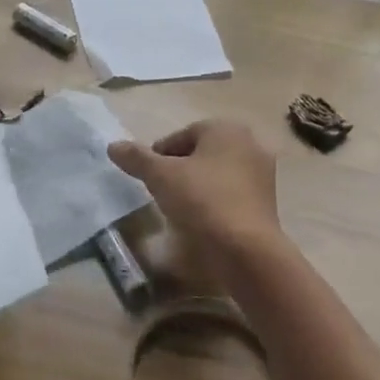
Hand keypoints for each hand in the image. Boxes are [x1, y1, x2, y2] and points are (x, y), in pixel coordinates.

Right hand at [109, 119, 282, 267]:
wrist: (244, 250)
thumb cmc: (202, 200)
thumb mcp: (160, 176)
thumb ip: (137, 158)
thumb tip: (113, 146)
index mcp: (226, 129)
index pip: (182, 135)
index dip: (159, 155)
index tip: (147, 177)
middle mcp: (250, 144)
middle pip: (200, 153)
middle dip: (179, 169)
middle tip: (160, 191)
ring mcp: (262, 175)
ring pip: (216, 174)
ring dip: (196, 186)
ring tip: (178, 208)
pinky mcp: (267, 203)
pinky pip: (231, 195)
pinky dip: (214, 202)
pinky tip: (200, 221)